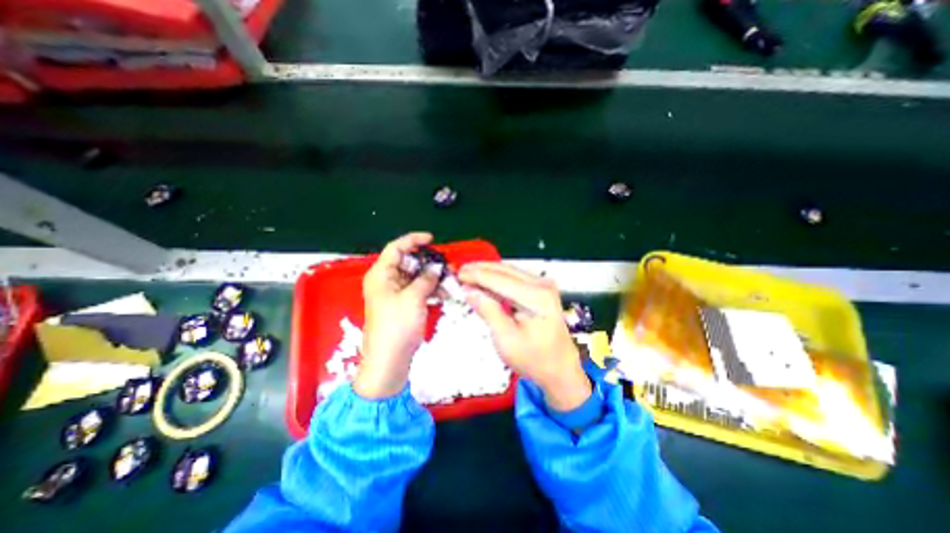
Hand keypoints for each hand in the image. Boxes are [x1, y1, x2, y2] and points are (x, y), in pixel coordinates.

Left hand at [357, 233, 440, 400]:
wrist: (389, 361)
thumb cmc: (397, 326)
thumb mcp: (414, 298)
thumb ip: (426, 278)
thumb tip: (436, 267)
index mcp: (381, 274)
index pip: (396, 248)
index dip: (413, 240)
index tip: (432, 239)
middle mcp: (385, 281)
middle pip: (407, 262)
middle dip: (427, 262)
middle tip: (445, 265)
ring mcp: (394, 294)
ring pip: (414, 277)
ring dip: (431, 277)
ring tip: (448, 281)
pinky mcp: (402, 305)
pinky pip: (416, 290)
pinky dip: (429, 290)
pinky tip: (442, 294)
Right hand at [458, 262, 591, 412]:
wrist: (560, 368)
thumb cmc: (534, 360)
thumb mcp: (507, 340)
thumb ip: (489, 311)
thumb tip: (470, 291)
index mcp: (536, 297)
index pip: (500, 279)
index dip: (477, 275)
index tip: (458, 273)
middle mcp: (542, 285)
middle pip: (505, 270)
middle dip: (481, 269)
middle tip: (461, 271)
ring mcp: (544, 285)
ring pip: (509, 271)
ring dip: (488, 271)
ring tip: (469, 274)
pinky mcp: (542, 289)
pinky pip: (515, 278)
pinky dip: (498, 278)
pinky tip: (485, 281)